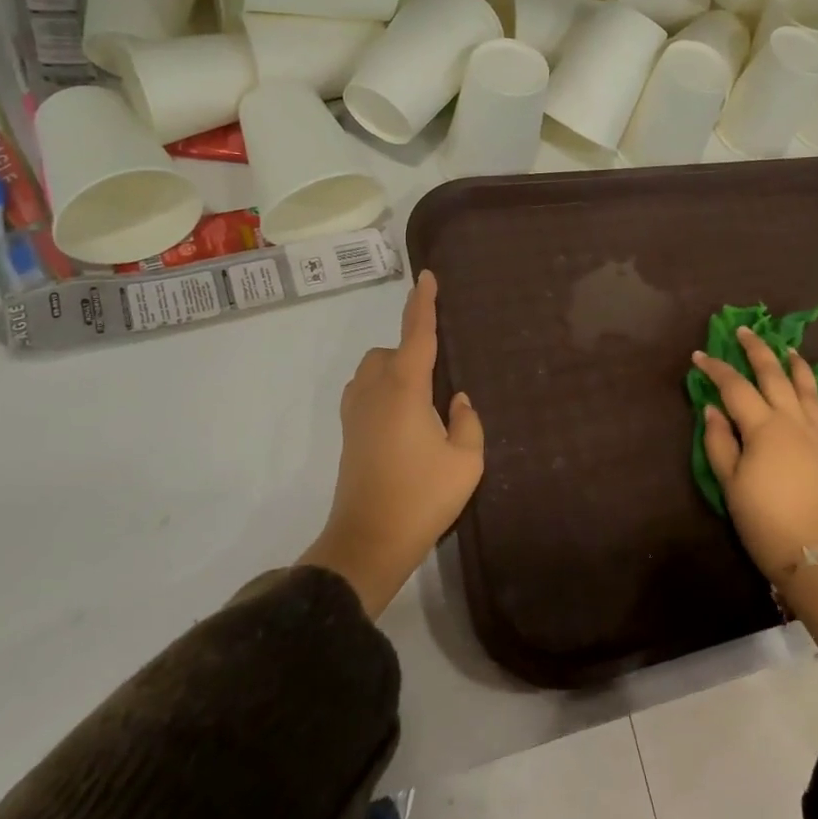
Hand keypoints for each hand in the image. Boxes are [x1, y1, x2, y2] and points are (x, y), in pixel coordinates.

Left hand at [300, 270, 484, 616]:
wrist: (369, 541)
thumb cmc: (422, 497)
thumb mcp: (466, 461)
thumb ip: (468, 423)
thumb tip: (458, 401)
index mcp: (405, 389)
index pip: (417, 334)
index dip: (423, 304)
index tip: (426, 277)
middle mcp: (375, 391)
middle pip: (391, 351)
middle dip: (411, 348)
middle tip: (440, 376)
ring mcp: (356, 412)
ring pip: (373, 370)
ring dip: (394, 369)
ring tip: (422, 397)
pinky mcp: (349, 433)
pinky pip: (365, 391)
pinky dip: (382, 389)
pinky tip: (403, 417)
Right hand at [692, 327, 817, 586]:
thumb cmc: (766, 521)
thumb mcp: (731, 484)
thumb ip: (719, 442)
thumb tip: (712, 409)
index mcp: (763, 426)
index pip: (735, 387)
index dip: (715, 368)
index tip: (698, 355)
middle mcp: (791, 420)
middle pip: (774, 375)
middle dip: (757, 350)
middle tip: (744, 331)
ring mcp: (815, 434)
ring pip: (807, 388)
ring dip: (796, 365)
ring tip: (788, 348)